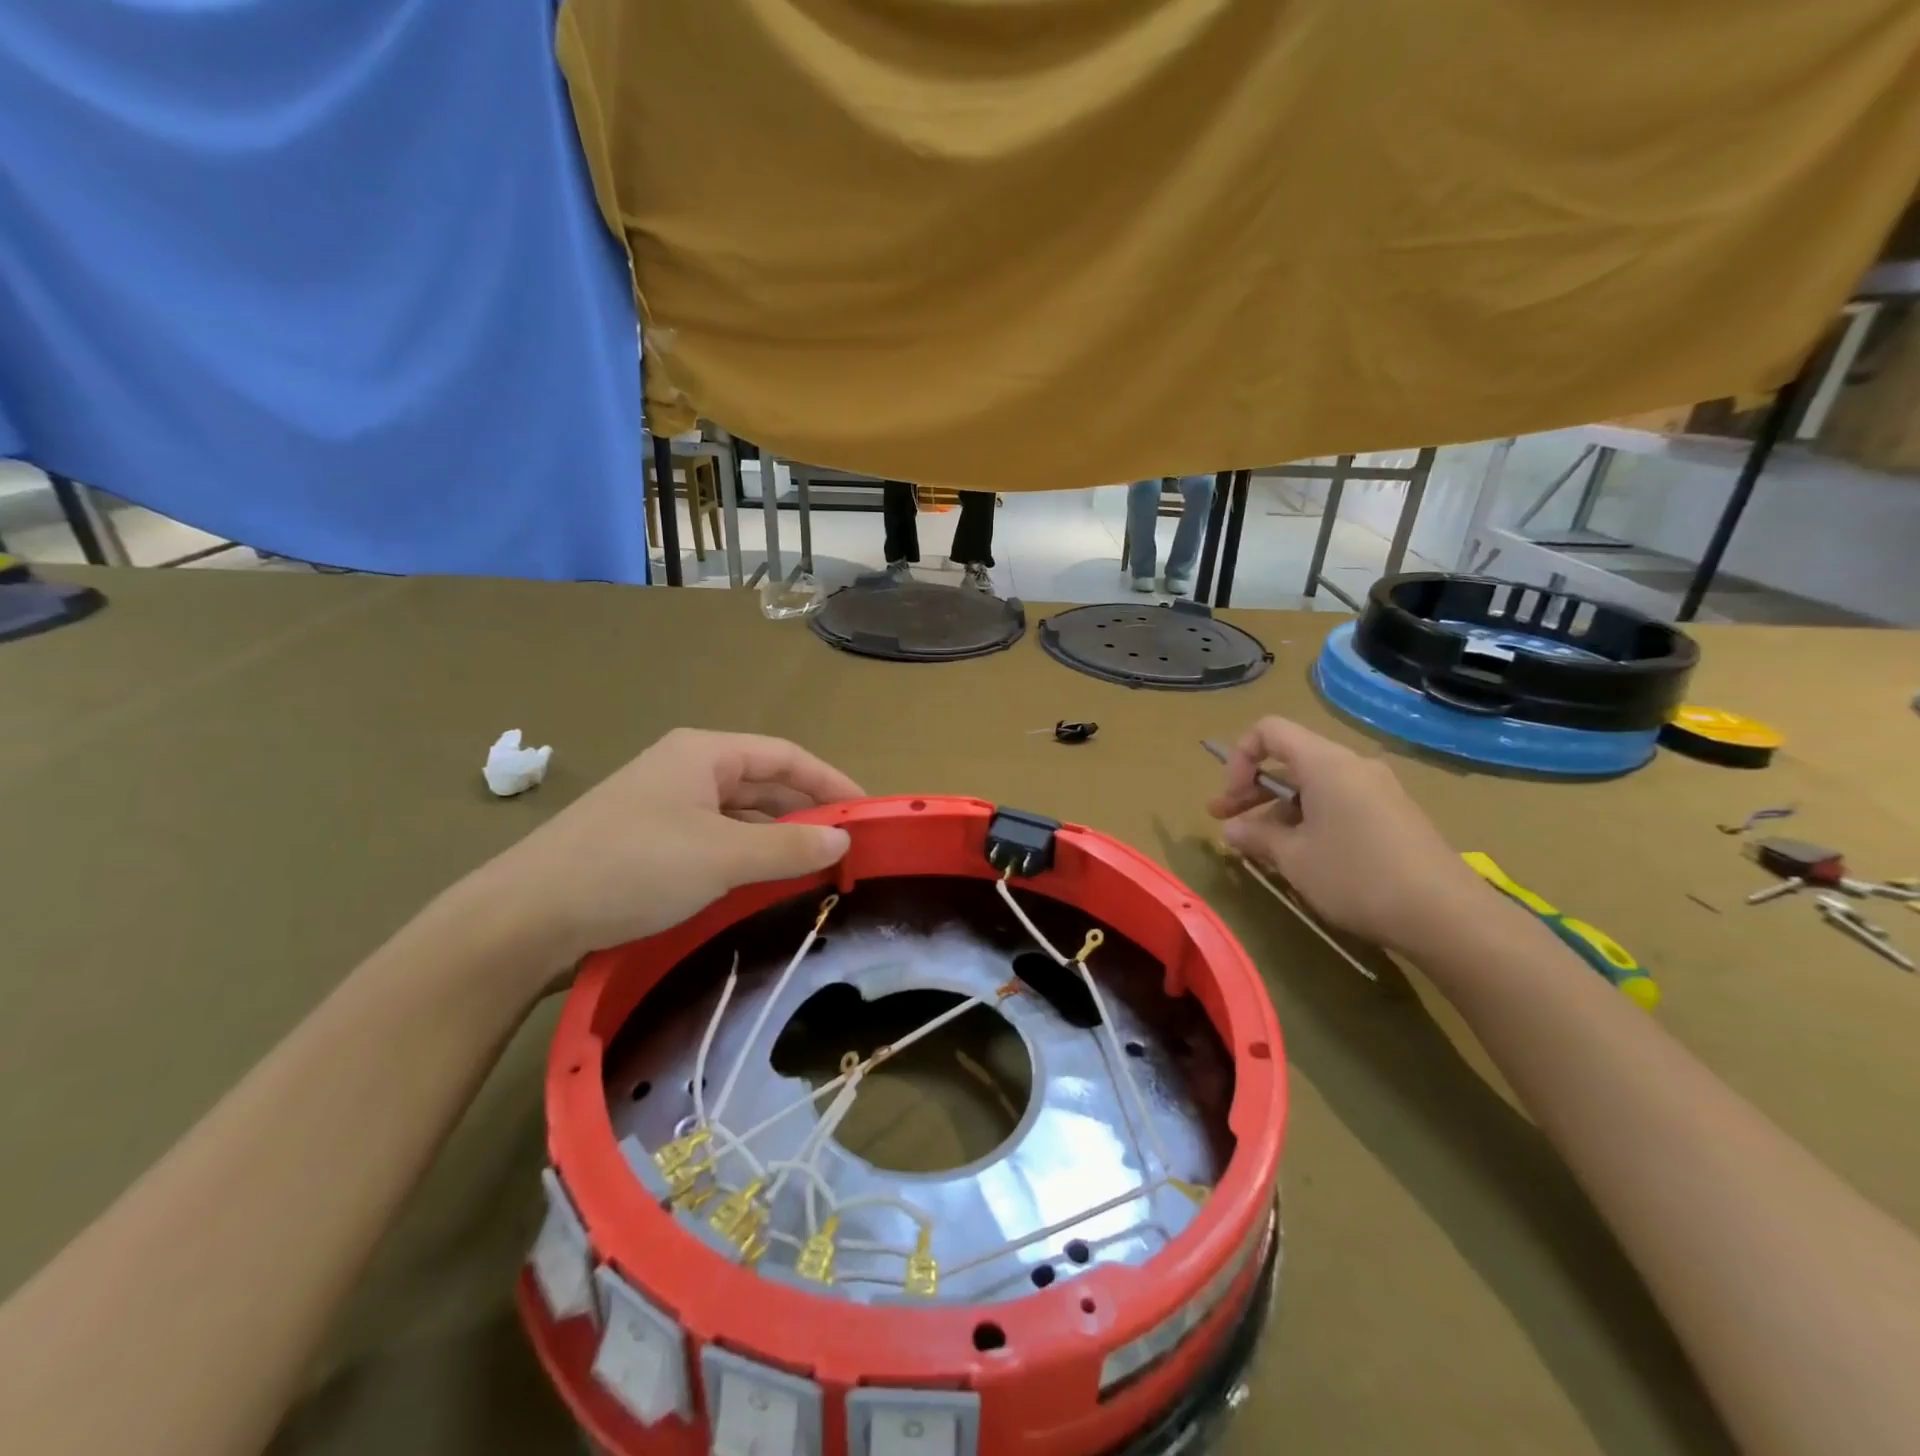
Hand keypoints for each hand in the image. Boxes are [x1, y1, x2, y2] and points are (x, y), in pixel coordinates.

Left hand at [473, 729, 861, 975]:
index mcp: (703, 753)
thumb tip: (843, 840)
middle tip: (845, 848)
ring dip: (775, 838)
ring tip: (813, 870)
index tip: (867, 814)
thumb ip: (788, 846)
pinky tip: (759, 886)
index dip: (831, 782)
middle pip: (763, 783)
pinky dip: (744, 858)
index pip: (786, 756)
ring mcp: (661, 808)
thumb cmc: (632, 868)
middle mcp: (684, 770)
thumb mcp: (722, 856)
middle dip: (805, 812)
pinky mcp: (645, 845)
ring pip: (737, 816)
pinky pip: (713, 842)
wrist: (524, 919)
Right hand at [1207, 716, 1484, 951]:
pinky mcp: (1394, 816)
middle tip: (1223, 821)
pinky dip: (1310, 820)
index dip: (1239, 758)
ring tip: (1260, 848)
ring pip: (1314, 786)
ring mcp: (1378, 790)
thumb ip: (1256, 837)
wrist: (1447, 915)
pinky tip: (1302, 857)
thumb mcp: (1294, 859)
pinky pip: (1339, 803)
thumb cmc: (1357, 876)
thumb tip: (1232, 829)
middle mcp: (1353, 766)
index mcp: (1326, 763)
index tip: (1232, 798)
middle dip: (1252, 789)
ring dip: (1279, 810)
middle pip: (1290, 760)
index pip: (1269, 731)